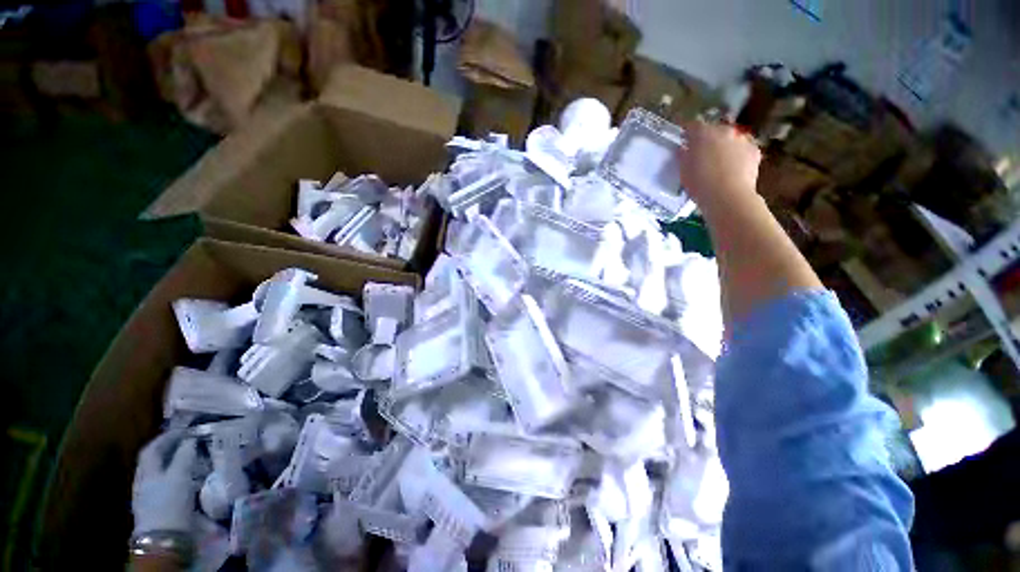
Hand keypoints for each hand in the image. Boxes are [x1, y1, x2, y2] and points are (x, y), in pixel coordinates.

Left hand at [132, 431, 198, 534]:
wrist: (164, 537)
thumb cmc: (170, 503)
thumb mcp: (180, 477)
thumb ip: (184, 457)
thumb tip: (191, 439)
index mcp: (146, 471)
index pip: (152, 448)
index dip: (167, 436)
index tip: (185, 429)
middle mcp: (143, 480)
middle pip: (153, 459)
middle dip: (168, 448)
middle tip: (187, 440)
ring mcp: (147, 494)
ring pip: (158, 471)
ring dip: (171, 461)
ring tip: (188, 456)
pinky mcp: (155, 505)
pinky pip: (163, 482)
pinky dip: (173, 473)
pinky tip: (183, 476)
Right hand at [678, 121, 761, 207]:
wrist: (728, 196)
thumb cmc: (699, 183)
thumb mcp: (683, 171)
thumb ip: (683, 156)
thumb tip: (684, 149)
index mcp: (703, 134)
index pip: (692, 125)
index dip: (687, 131)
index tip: (683, 137)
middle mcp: (724, 131)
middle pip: (714, 129)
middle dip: (708, 138)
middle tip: (702, 152)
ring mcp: (742, 139)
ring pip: (731, 139)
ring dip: (725, 145)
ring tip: (720, 161)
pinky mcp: (755, 151)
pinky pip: (744, 149)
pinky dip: (738, 155)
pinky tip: (734, 168)